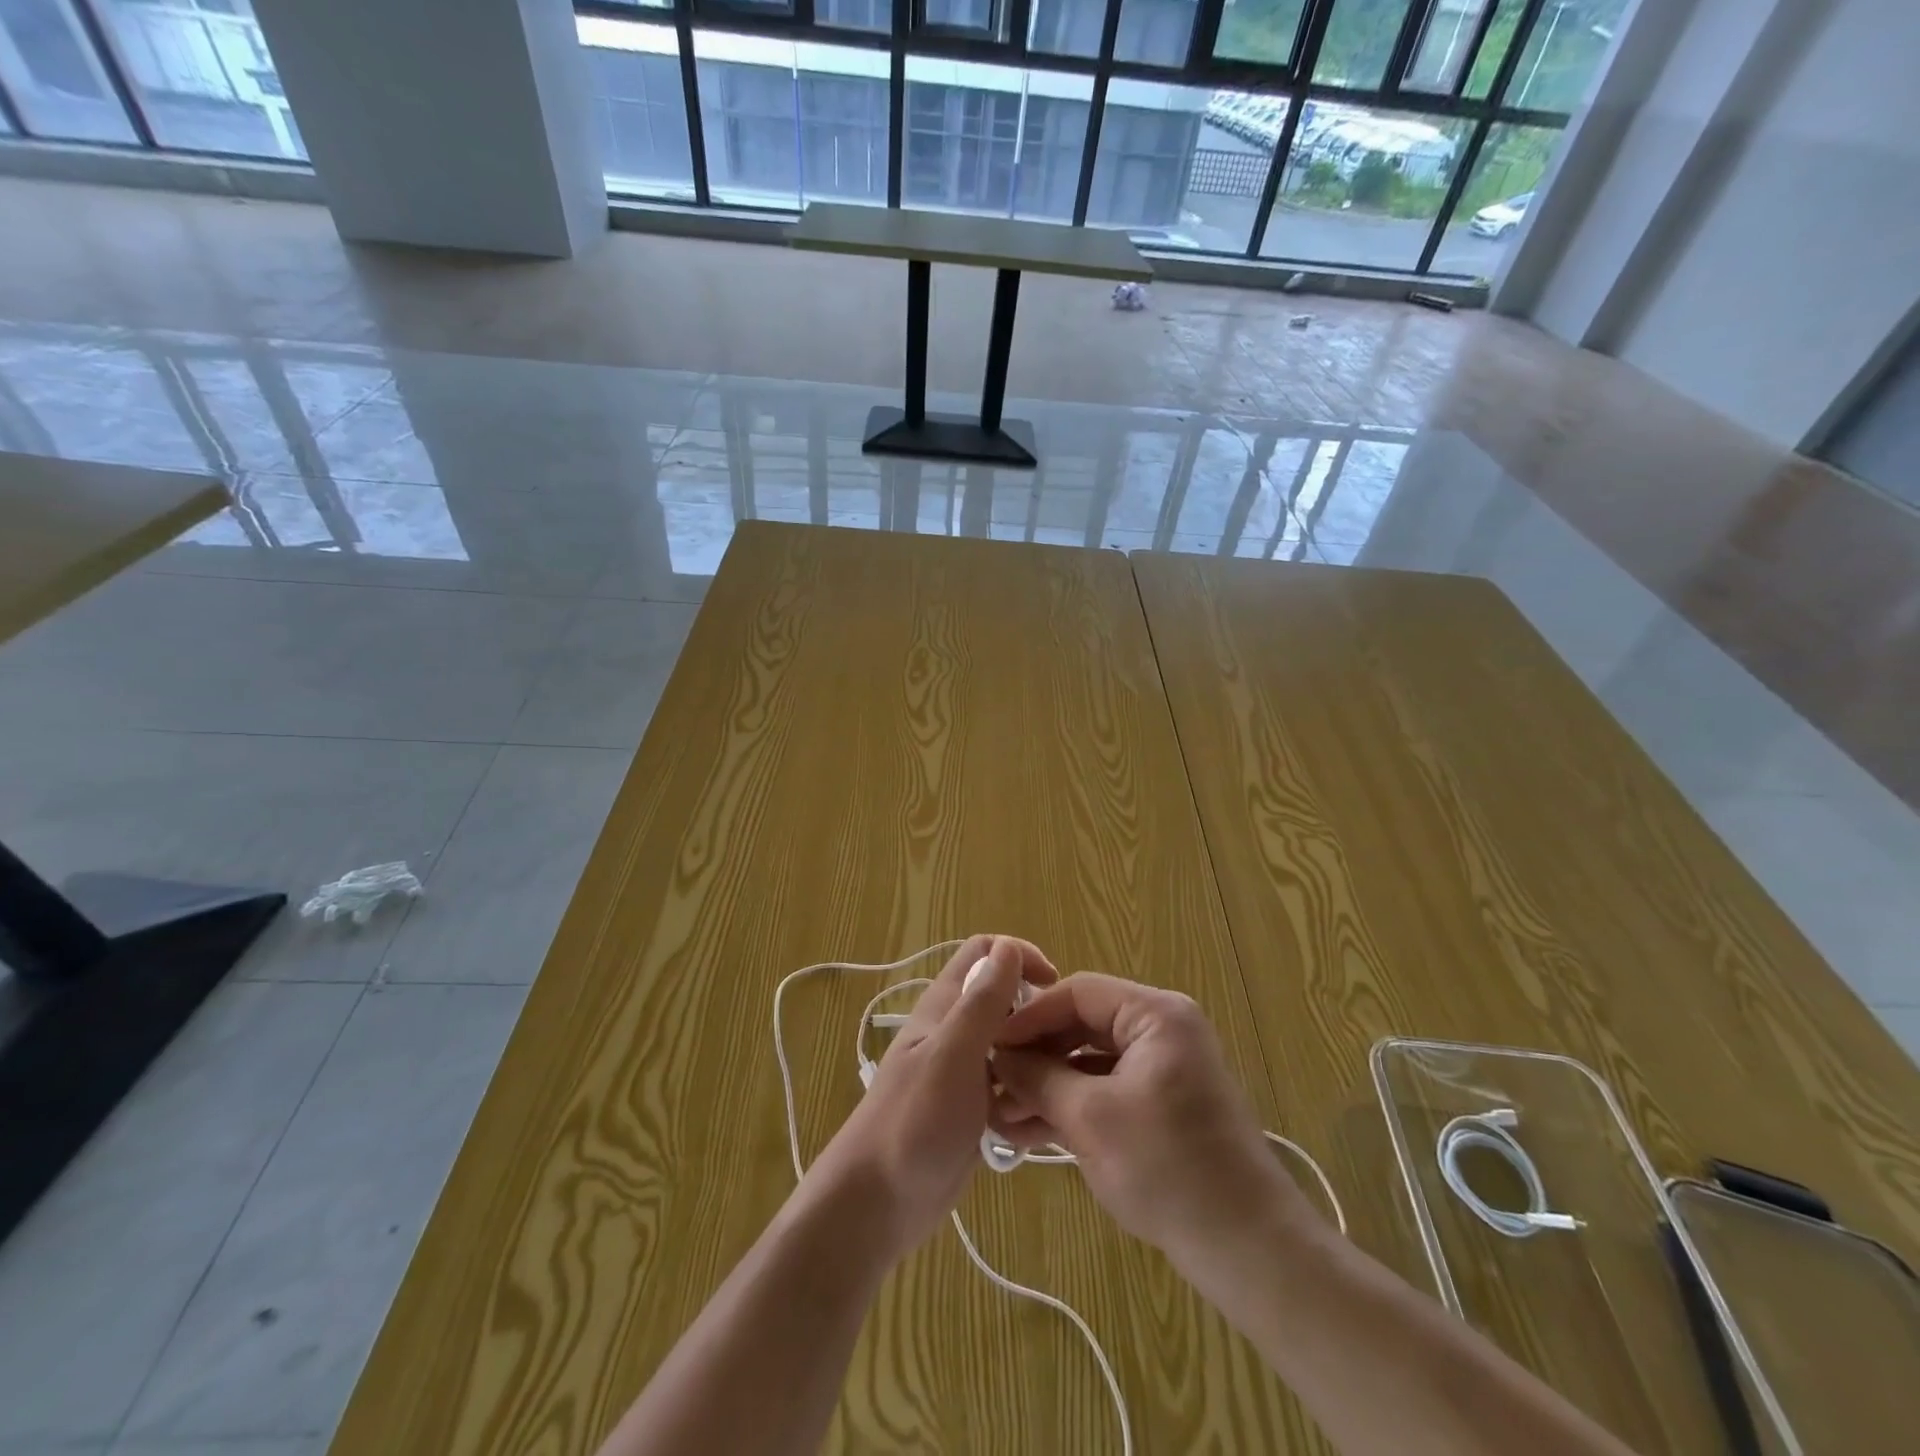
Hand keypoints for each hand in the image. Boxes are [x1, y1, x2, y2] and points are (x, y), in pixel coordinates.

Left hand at [808, 934, 1056, 1261]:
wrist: (877, 1205)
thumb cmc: (913, 1122)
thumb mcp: (952, 1055)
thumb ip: (982, 1003)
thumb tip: (1009, 945)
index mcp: (945, 1005)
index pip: (987, 951)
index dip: (1021, 956)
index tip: (1053, 986)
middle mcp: (955, 1030)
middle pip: (1007, 1001)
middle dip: (1037, 1018)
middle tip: (1058, 1052)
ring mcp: (964, 1071)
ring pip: (1013, 1048)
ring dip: (1034, 1066)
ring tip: (1047, 1097)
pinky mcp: (972, 1108)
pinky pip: (1010, 1089)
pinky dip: (1025, 1101)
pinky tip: (1034, 1129)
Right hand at [990, 973, 1309, 1267]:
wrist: (1247, 1248)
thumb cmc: (1168, 1168)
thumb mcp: (1090, 1118)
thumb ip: (1038, 1078)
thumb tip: (997, 1057)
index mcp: (1155, 1015)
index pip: (1078, 992)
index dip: (1029, 1016)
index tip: (989, 1043)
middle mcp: (1161, 1030)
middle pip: (1082, 1025)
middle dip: (1035, 1056)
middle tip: (990, 1080)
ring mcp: (1162, 1068)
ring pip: (1089, 1061)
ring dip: (1046, 1086)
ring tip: (999, 1114)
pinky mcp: (1160, 1105)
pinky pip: (1105, 1089)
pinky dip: (1071, 1106)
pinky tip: (1027, 1131)